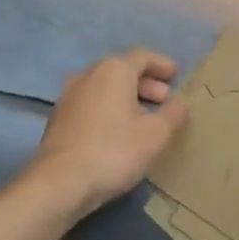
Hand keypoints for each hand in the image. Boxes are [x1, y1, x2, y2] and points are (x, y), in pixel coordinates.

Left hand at [29, 49, 186, 217]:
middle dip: (146, 82)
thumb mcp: (155, 135)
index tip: (176, 75)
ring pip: (105, 86)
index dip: (162, 64)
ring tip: (143, 117)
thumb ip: (173, 114)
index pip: (143, 56)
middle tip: (164, 99)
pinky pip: (91, 102)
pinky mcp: (58, 117)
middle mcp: (89, 73)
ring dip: (127, 96)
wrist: (59, 183)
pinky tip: (117, 130)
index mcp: (114, 69)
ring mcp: (69, 94)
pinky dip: (109, 108)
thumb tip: (179, 103)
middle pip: (122, 69)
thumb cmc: (113, 151)